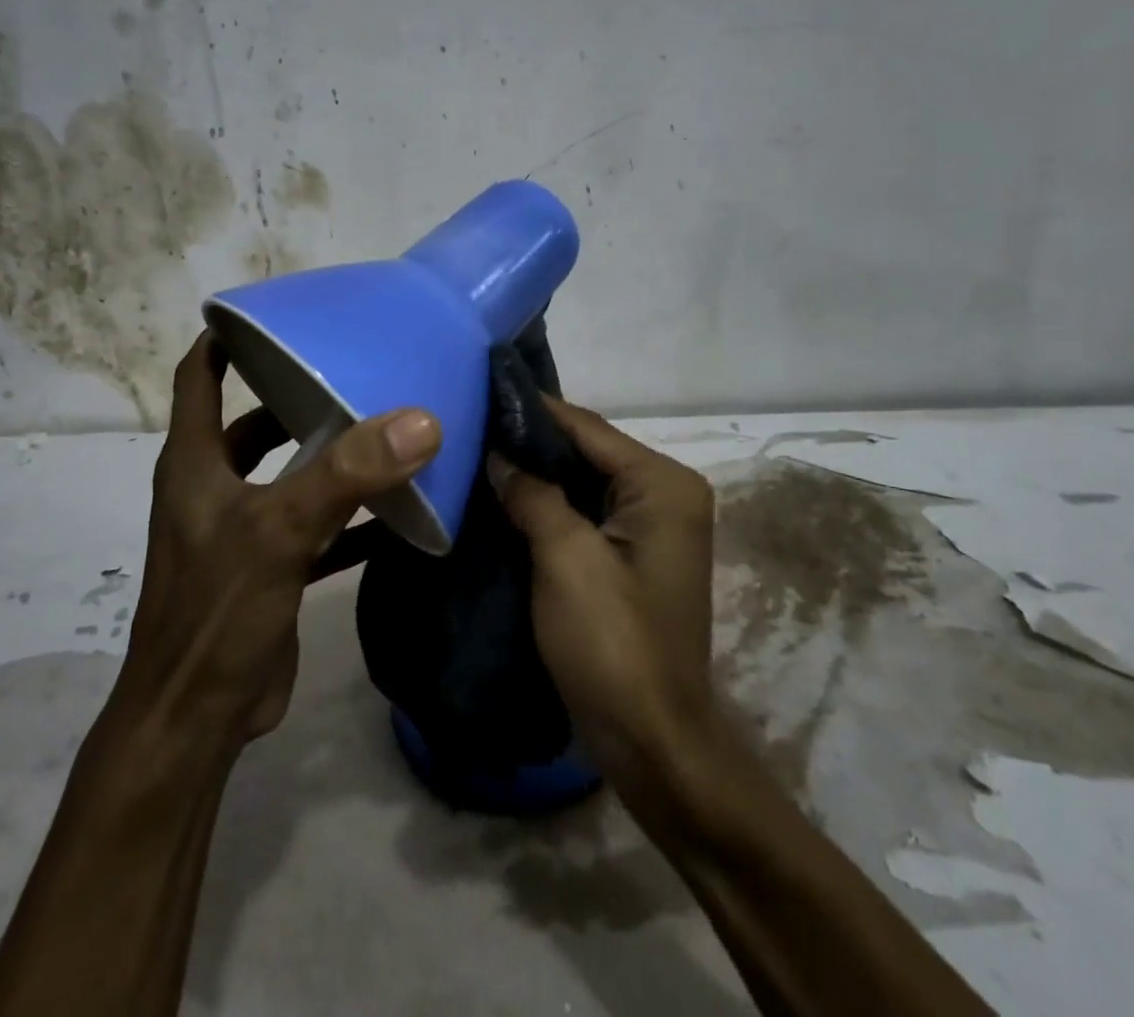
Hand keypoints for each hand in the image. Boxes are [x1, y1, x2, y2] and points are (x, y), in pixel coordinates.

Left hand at [115, 333, 441, 751]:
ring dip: (328, 455)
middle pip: (252, 423)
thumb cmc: (217, 613)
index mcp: (196, 462)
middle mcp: (214, 487)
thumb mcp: (280, 532)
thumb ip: (347, 475)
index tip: (275, 313)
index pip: (198, 377)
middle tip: (354, 371)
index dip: (225, 339)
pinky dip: (348, 515)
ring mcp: (241, 530)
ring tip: (384, 429)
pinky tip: (397, 510)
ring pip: (287, 474)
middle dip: (296, 397)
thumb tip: (419, 420)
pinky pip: (314, 525)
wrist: (195, 721)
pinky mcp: (269, 568)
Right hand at [489, 399, 716, 796]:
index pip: (587, 428)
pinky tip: (502, 499)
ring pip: (582, 483)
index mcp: (663, 484)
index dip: (532, 410)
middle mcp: (666, 493)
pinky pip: (584, 514)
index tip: (478, 390)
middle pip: (587, 452)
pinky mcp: (632, 556)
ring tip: (475, 455)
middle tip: (467, 426)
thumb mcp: (565, 559)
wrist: (653, 743)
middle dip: (529, 444)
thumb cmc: (613, 644)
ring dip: (534, 475)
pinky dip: (547, 506)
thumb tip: (498, 454)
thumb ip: (532, 494)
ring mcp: (652, 526)